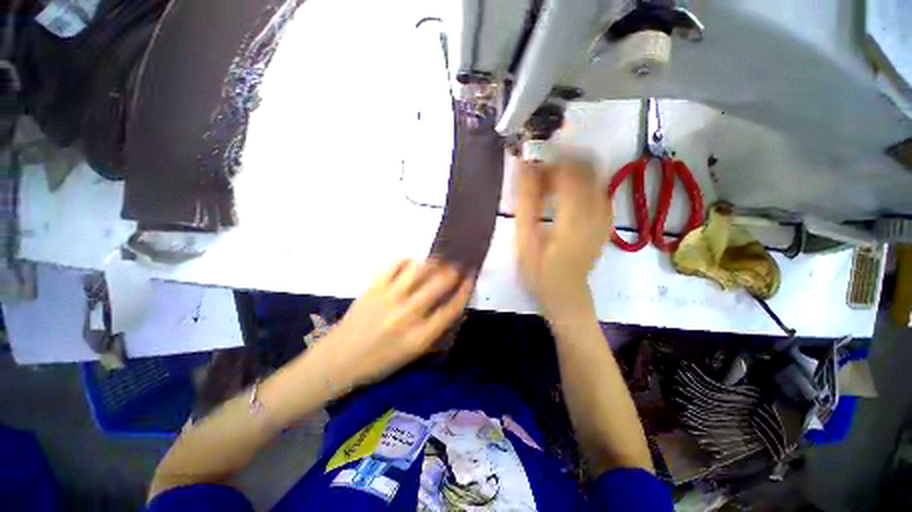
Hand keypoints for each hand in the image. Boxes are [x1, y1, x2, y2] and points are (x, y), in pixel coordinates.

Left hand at [328, 259, 473, 387]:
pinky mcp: (373, 288)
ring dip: (433, 262)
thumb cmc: (379, 362)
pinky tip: (412, 263)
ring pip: (419, 270)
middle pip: (439, 284)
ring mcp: (389, 298)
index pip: (451, 308)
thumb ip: (435, 332)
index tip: (471, 277)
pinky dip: (407, 261)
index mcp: (420, 337)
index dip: (465, 289)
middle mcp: (407, 315)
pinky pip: (394, 265)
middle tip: (458, 264)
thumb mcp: (413, 355)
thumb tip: (453, 308)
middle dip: (454, 270)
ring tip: (438, 260)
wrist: (339, 360)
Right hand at [515, 159, 611, 317]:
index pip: (570, 171)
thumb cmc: (540, 271)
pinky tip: (564, 195)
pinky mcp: (606, 221)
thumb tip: (523, 168)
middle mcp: (596, 212)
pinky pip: (598, 189)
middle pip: (586, 168)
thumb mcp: (525, 240)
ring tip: (550, 184)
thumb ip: (525, 203)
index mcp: (574, 218)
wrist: (566, 293)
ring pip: (595, 176)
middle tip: (539, 175)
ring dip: (571, 172)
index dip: (550, 162)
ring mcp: (605, 216)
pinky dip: (581, 183)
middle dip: (561, 163)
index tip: (531, 167)